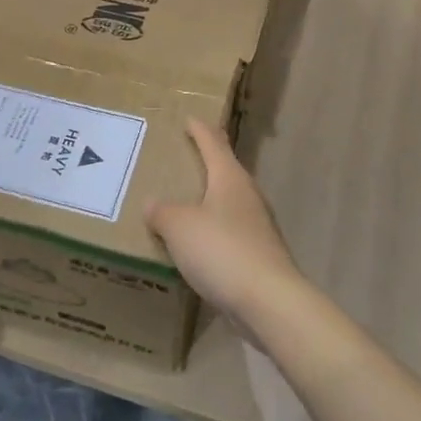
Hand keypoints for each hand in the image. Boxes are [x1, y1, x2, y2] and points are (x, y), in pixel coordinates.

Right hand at [146, 119, 305, 337]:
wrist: (268, 300)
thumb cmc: (222, 250)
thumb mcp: (179, 227)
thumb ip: (162, 212)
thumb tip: (152, 204)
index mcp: (230, 178)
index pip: (213, 144)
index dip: (200, 130)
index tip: (190, 119)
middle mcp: (247, 195)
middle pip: (226, 170)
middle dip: (207, 163)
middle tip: (184, 159)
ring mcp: (257, 225)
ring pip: (229, 202)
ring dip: (209, 199)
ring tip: (185, 203)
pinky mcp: (258, 254)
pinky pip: (229, 232)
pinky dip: (213, 230)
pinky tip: (199, 244)